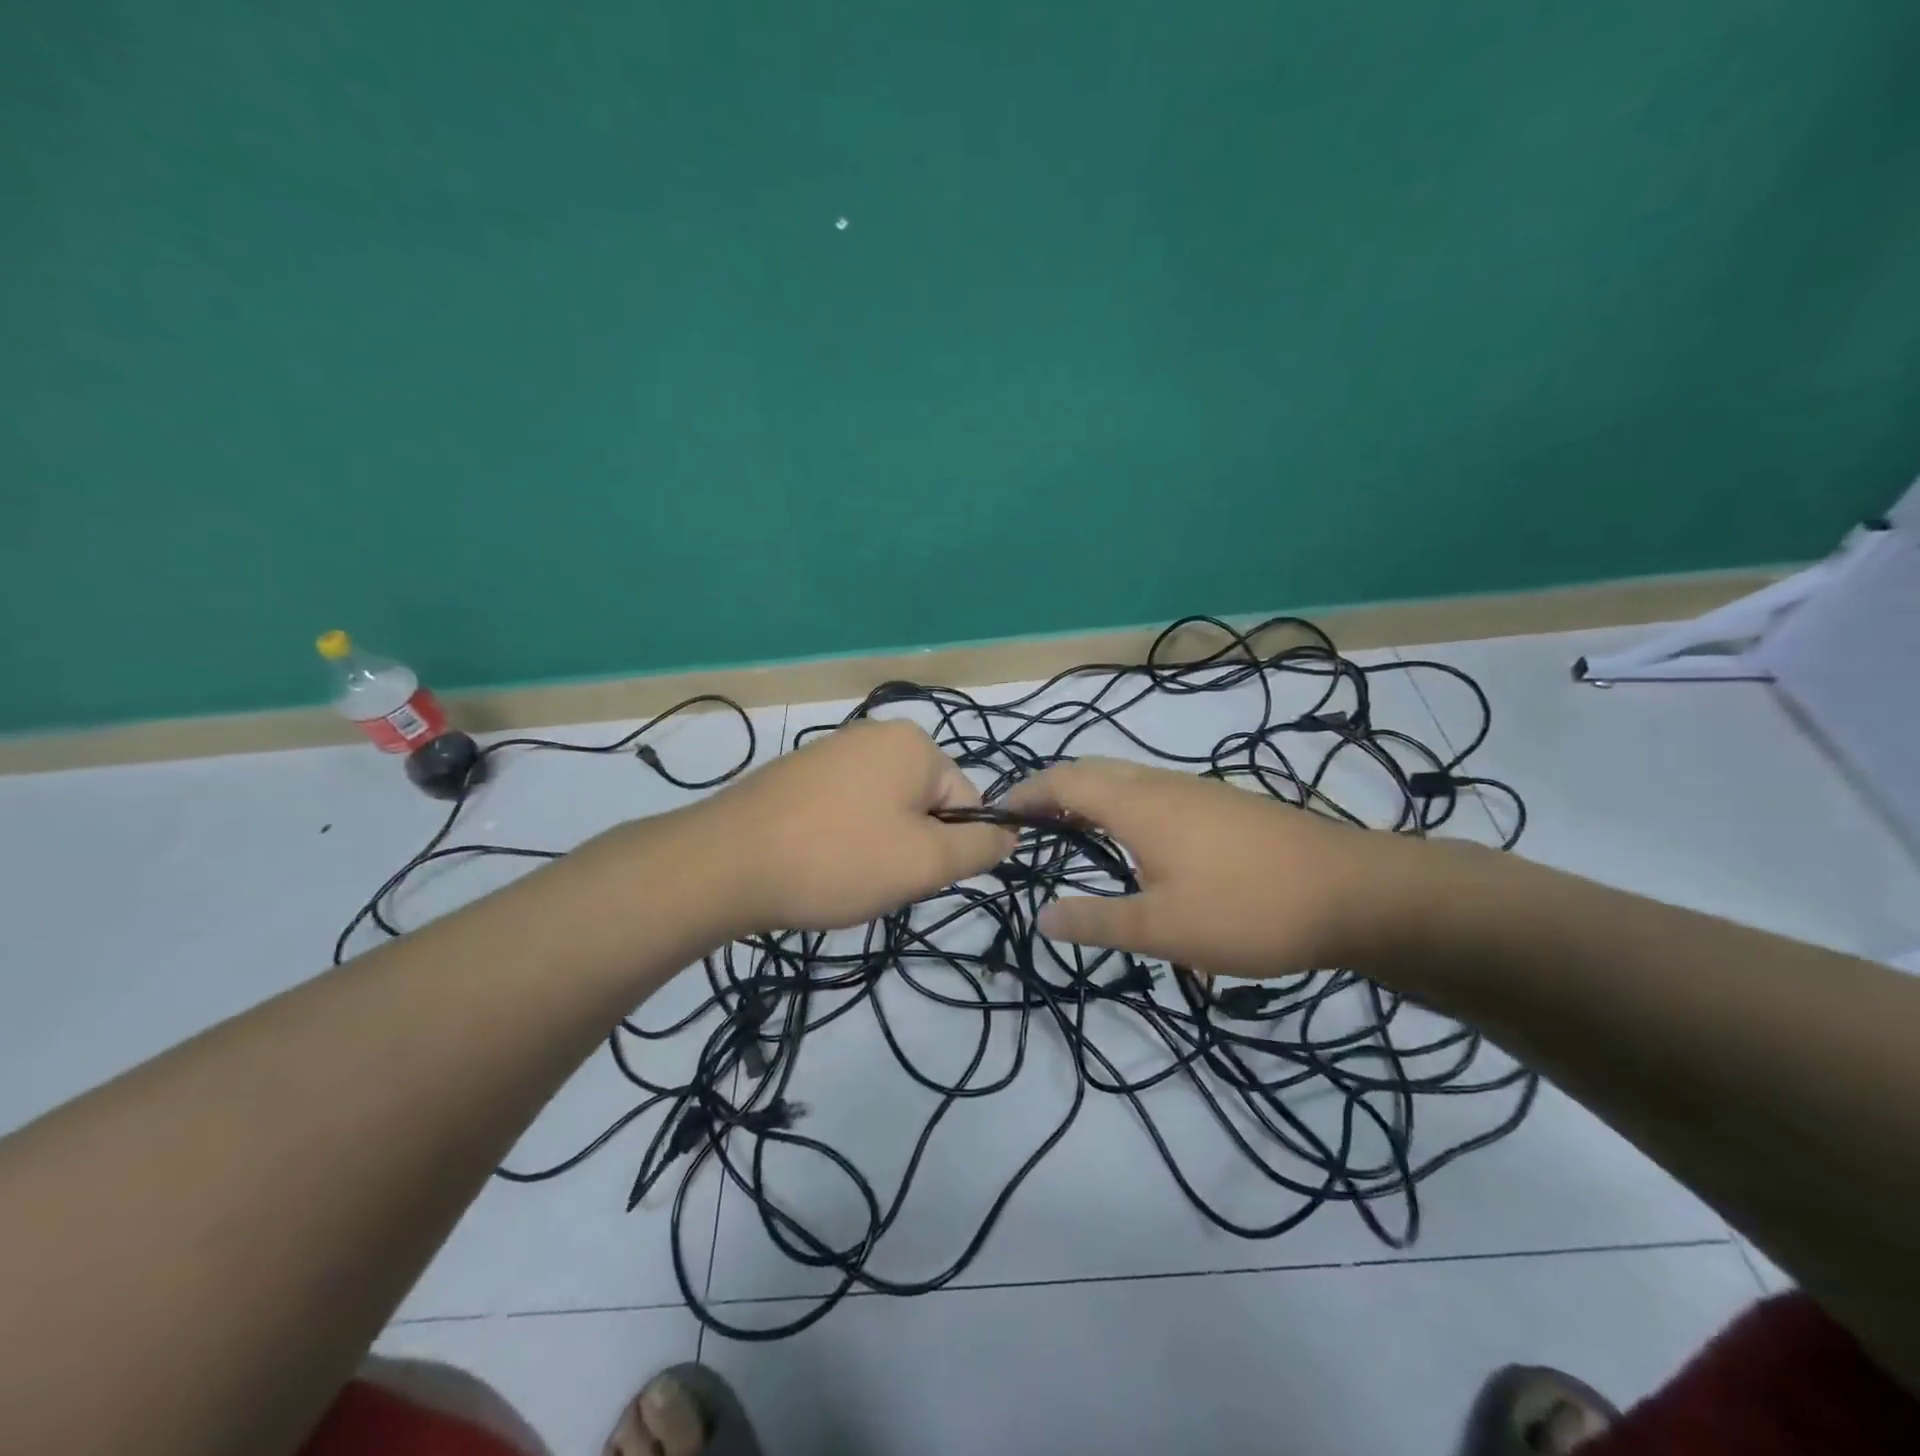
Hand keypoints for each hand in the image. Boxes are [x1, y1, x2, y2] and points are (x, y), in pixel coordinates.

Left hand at [697, 720, 1015, 932]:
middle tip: (877, 878)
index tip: (913, 876)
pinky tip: (817, 863)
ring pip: (886, 810)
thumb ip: (981, 848)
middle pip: (926, 804)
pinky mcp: (798, 773)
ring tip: (843, 874)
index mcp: (914, 743)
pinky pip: (847, 809)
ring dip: (879, 846)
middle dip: (913, 847)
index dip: (951, 848)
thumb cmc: (838, 859)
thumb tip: (1011, 835)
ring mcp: (832, 750)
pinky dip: (843, 839)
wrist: (724, 863)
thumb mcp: (925, 862)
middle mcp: (876, 734)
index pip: (968, 802)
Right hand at [1005, 757, 1425, 978]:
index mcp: (1137, 803)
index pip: (1064, 781)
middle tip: (1029, 825)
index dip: (1026, 793)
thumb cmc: (1247, 909)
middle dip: (1053, 790)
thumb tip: (1040, 918)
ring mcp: (1198, 790)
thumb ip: (1097, 922)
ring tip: (1072, 834)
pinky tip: (1136, 844)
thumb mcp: (1162, 929)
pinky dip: (1122, 804)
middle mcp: (1162, 783)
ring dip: (1089, 796)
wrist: (1355, 893)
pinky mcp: (1224, 805)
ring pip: (1126, 778)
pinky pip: (1153, 791)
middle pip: (1093, 770)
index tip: (997, 816)